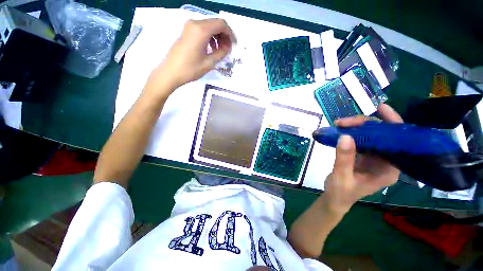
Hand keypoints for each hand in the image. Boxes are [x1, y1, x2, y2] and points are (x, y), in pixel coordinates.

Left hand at [144, 18, 235, 97]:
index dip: (230, 34)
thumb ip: (221, 53)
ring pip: (209, 26)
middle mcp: (195, 23)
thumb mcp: (209, 63)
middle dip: (224, 35)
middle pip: (215, 23)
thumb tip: (228, 47)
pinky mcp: (187, 31)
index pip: (221, 24)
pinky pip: (202, 30)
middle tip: (227, 49)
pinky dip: (210, 37)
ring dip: (217, 37)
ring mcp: (189, 26)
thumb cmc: (190, 69)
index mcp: (201, 30)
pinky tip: (211, 48)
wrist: (171, 72)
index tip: (233, 45)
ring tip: (220, 51)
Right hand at [322, 103, 402, 213]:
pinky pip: (360, 139)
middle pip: (382, 135)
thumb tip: (345, 136)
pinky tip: (341, 129)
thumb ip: (344, 158)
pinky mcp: (363, 156)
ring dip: (355, 127)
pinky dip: (350, 133)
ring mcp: (374, 158)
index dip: (392, 123)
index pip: (397, 142)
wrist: (335, 198)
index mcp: (389, 169)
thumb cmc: (341, 192)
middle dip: (364, 124)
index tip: (381, 109)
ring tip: (339, 124)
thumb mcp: (342, 177)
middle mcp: (386, 161)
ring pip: (370, 135)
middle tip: (343, 122)